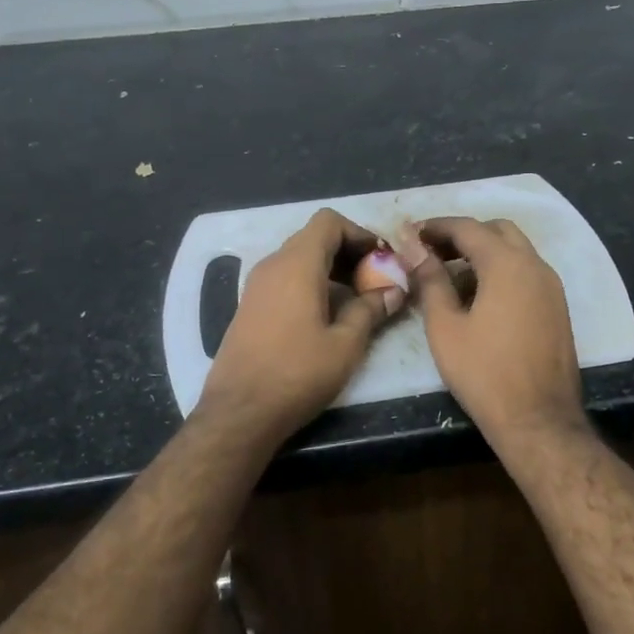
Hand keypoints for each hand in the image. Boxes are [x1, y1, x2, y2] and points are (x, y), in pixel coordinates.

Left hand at [197, 208, 404, 445]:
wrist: (239, 412)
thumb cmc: (297, 374)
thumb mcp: (345, 344)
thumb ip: (371, 309)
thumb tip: (393, 291)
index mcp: (297, 265)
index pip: (328, 221)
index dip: (359, 233)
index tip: (382, 259)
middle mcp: (273, 265)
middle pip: (315, 238)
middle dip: (349, 252)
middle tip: (376, 280)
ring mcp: (256, 285)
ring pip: (300, 259)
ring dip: (331, 269)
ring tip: (358, 300)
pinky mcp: (250, 306)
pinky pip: (286, 278)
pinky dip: (311, 283)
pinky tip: (328, 315)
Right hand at [396, 217, 586, 447]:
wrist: (538, 420)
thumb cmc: (484, 373)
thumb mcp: (445, 327)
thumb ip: (431, 281)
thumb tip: (414, 248)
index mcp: (507, 264)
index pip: (468, 227)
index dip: (436, 226)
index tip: (410, 234)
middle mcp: (535, 265)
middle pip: (497, 230)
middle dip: (463, 235)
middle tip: (432, 253)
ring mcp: (552, 287)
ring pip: (516, 251)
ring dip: (484, 252)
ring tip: (450, 276)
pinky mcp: (557, 307)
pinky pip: (527, 273)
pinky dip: (502, 271)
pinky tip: (479, 298)